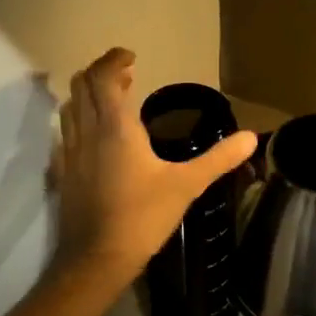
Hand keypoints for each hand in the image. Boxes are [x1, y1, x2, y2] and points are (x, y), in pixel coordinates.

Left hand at [52, 48, 258, 285]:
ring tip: (114, 100)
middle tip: (127, 75)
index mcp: (115, 127)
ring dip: (88, 94)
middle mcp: (87, 132)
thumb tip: (251, 137)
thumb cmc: (142, 217)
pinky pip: (66, 133)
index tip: (131, 56)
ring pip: (70, 107)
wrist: (96, 259)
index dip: (114, 60)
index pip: (103, 77)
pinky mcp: (64, 173)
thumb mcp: (186, 186)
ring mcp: (70, 153)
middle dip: (102, 72)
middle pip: (81, 85)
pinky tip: (97, 138)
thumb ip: (218, 159)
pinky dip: (80, 120)